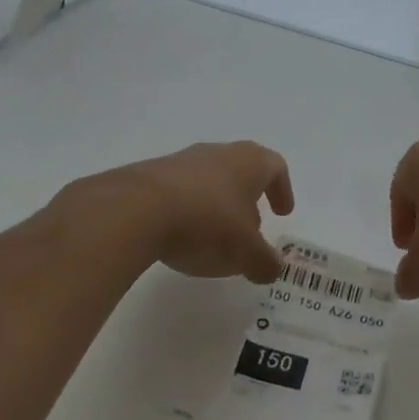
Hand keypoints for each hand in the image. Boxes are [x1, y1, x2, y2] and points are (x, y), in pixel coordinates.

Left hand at [72, 141, 295, 282]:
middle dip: (248, 198)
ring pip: (209, 178)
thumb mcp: (246, 253)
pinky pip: (179, 190)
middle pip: (241, 169)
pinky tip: (180, 235)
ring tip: (213, 236)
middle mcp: (218, 153)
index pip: (275, 167)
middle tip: (250, 227)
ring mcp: (182, 160)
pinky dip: (187, 209)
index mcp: (249, 162)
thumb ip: (265, 261)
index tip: (282, 212)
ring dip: (216, 203)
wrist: (136, 210)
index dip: (282, 190)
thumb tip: (272, 267)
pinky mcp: (151, 175)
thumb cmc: (207, 224)